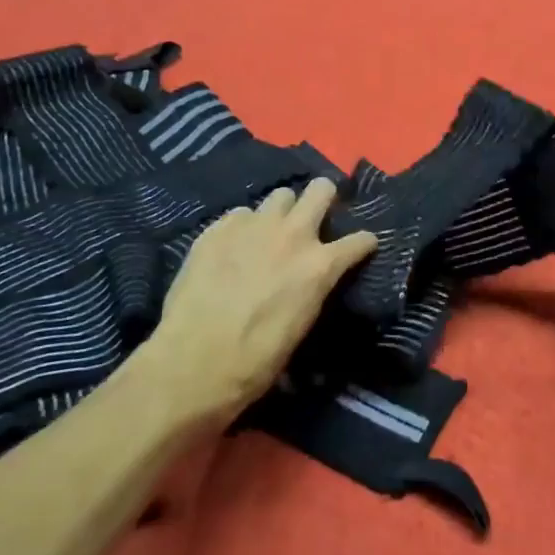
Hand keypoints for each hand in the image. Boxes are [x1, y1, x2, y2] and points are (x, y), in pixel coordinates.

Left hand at [134, 180, 378, 422]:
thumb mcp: (301, 326)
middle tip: (315, 217)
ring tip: (269, 231)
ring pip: (280, 195)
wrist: (191, 365)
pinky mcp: (219, 228)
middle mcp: (293, 235)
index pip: (360, 240)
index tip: (361, 247)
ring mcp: (254, 226)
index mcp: (319, 266)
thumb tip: (312, 280)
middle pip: (321, 189)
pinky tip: (232, 248)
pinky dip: (242, 227)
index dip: (363, 243)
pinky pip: (240, 214)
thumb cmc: (254, 362)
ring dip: (281, 212)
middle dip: (323, 198)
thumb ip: (312, 289)